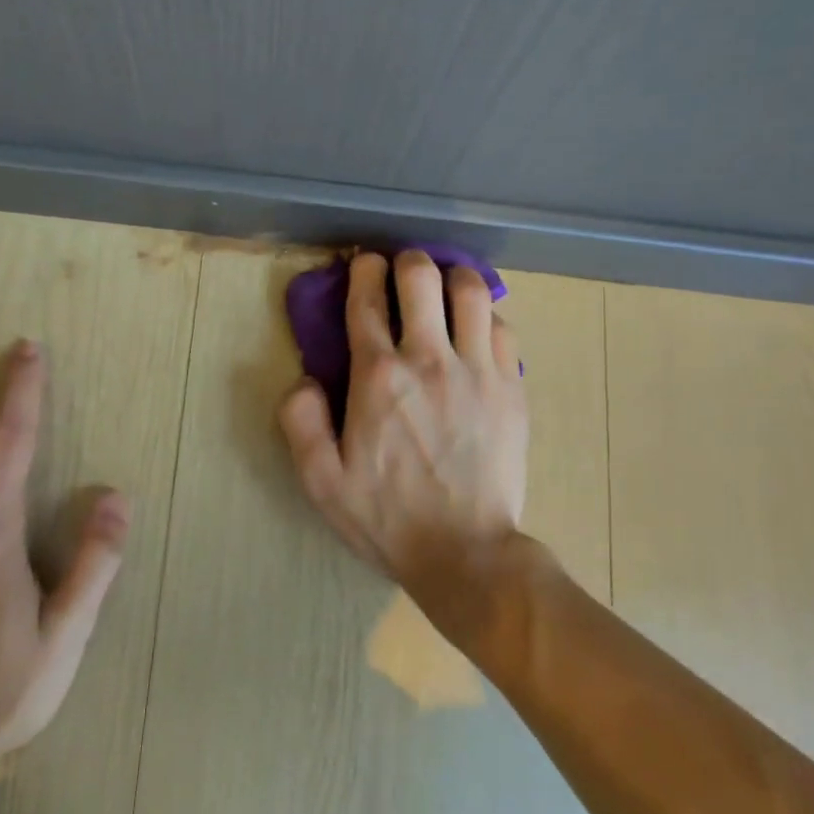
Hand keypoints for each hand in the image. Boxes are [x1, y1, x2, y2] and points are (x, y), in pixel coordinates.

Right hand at [278, 250, 527, 591]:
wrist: (465, 551)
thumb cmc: (388, 518)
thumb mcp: (321, 481)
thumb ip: (300, 422)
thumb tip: (305, 379)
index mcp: (378, 377)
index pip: (367, 301)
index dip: (363, 271)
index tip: (364, 262)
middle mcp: (429, 359)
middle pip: (421, 278)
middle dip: (408, 261)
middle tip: (403, 269)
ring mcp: (477, 369)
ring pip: (471, 291)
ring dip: (453, 277)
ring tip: (446, 287)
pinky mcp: (512, 386)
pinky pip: (503, 327)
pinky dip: (487, 316)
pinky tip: (477, 329)